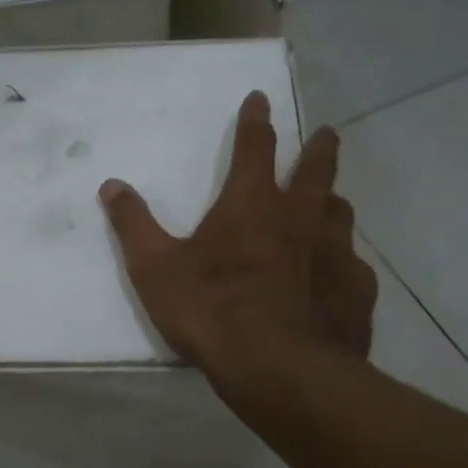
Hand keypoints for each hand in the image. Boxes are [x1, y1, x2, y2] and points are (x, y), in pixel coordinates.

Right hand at [98, 90, 375, 378]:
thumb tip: (111, 186)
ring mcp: (336, 252)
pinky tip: (340, 275)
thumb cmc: (211, 311)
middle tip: (326, 133)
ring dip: (333, 201)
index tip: (261, 98)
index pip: (255, 146)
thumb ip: (134, 226)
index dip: (256, 120)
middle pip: (317, 169)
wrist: (279, 369)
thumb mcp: (156, 269)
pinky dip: (345, 261)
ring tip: (330, 202)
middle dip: (319, 147)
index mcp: (252, 203)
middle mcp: (301, 216)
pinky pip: (354, 265)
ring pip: (341, 212)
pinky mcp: (357, 290)